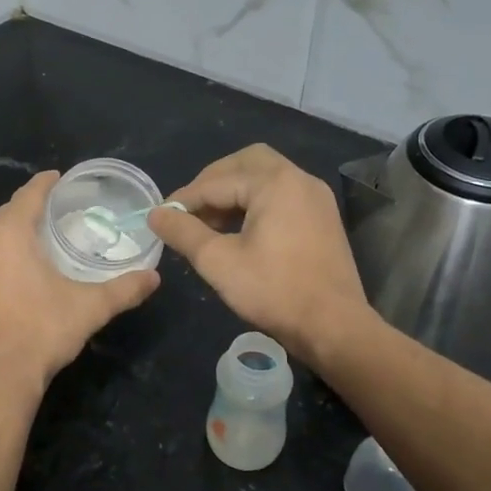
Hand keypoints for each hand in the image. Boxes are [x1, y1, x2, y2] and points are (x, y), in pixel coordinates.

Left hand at [0, 171, 159, 390]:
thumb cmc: (42, 332)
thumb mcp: (90, 308)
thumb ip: (124, 289)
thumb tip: (154, 277)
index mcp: (7, 235)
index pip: (28, 195)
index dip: (45, 184)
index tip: (60, 179)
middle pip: (6, 215)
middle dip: (29, 210)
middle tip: (55, 213)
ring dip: (10, 236)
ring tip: (35, 242)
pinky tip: (11, 276)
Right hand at [149, 144, 368, 366]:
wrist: (334, 327)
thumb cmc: (274, 291)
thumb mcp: (218, 261)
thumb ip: (183, 232)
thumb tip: (155, 214)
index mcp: (275, 183)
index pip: (217, 182)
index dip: (184, 199)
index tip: (160, 217)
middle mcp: (299, 179)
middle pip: (246, 163)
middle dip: (213, 182)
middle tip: (189, 209)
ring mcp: (315, 197)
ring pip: (265, 177)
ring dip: (234, 192)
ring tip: (208, 223)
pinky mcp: (322, 217)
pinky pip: (281, 195)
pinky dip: (255, 203)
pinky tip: (238, 231)